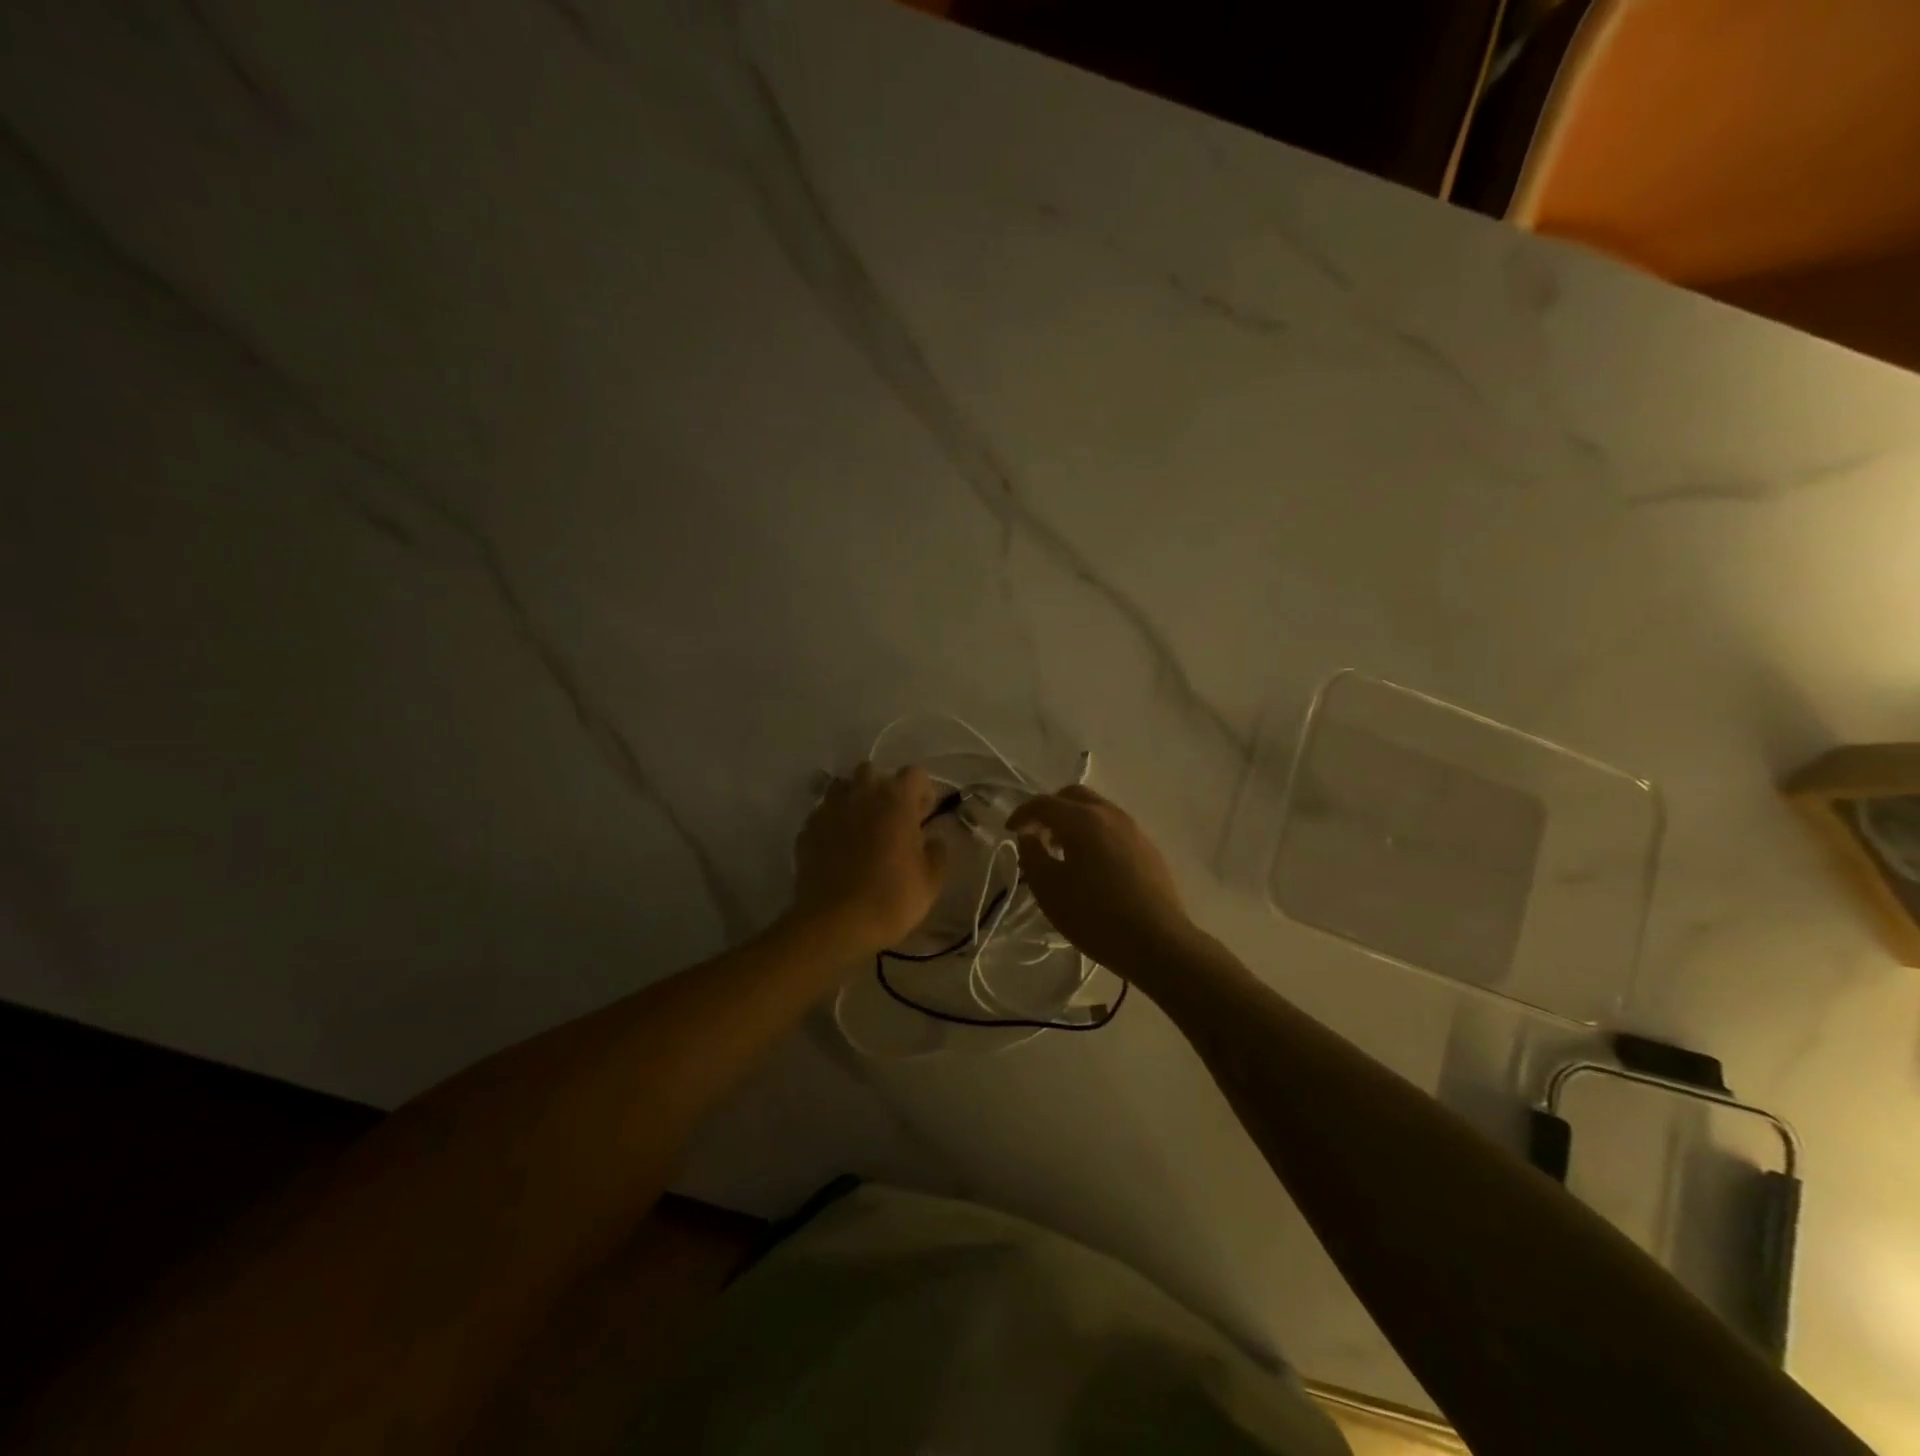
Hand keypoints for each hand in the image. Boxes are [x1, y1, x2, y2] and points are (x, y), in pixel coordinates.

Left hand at [791, 762, 948, 955]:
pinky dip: (833, 822)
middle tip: (892, 819)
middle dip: (883, 789)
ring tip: (862, 829)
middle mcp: (860, 795)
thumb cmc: (890, 899)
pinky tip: (838, 847)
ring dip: (855, 801)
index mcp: (895, 800)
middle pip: (872, 772)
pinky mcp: (807, 829)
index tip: (924, 815)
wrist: (833, 923)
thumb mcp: (930, 881)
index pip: (914, 773)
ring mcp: (829, 810)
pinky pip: (823, 814)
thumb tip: (934, 839)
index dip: (922, 791)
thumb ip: (937, 852)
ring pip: (843, 788)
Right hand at [1006, 785, 1193, 972]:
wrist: (1157, 942)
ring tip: (1062, 851)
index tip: (1010, 831)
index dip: (1022, 814)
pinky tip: (1091, 864)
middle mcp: (1109, 814)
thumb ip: (1032, 856)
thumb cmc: (1095, 916)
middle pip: (1073, 796)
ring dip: (1073, 820)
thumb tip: (1029, 836)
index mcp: (1082, 820)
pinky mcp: (1148, 847)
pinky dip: (1094, 832)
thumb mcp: (1049, 890)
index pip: (1044, 803)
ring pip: (1096, 809)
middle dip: (1050, 809)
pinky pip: (1113, 827)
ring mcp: (1133, 829)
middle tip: (1037, 834)